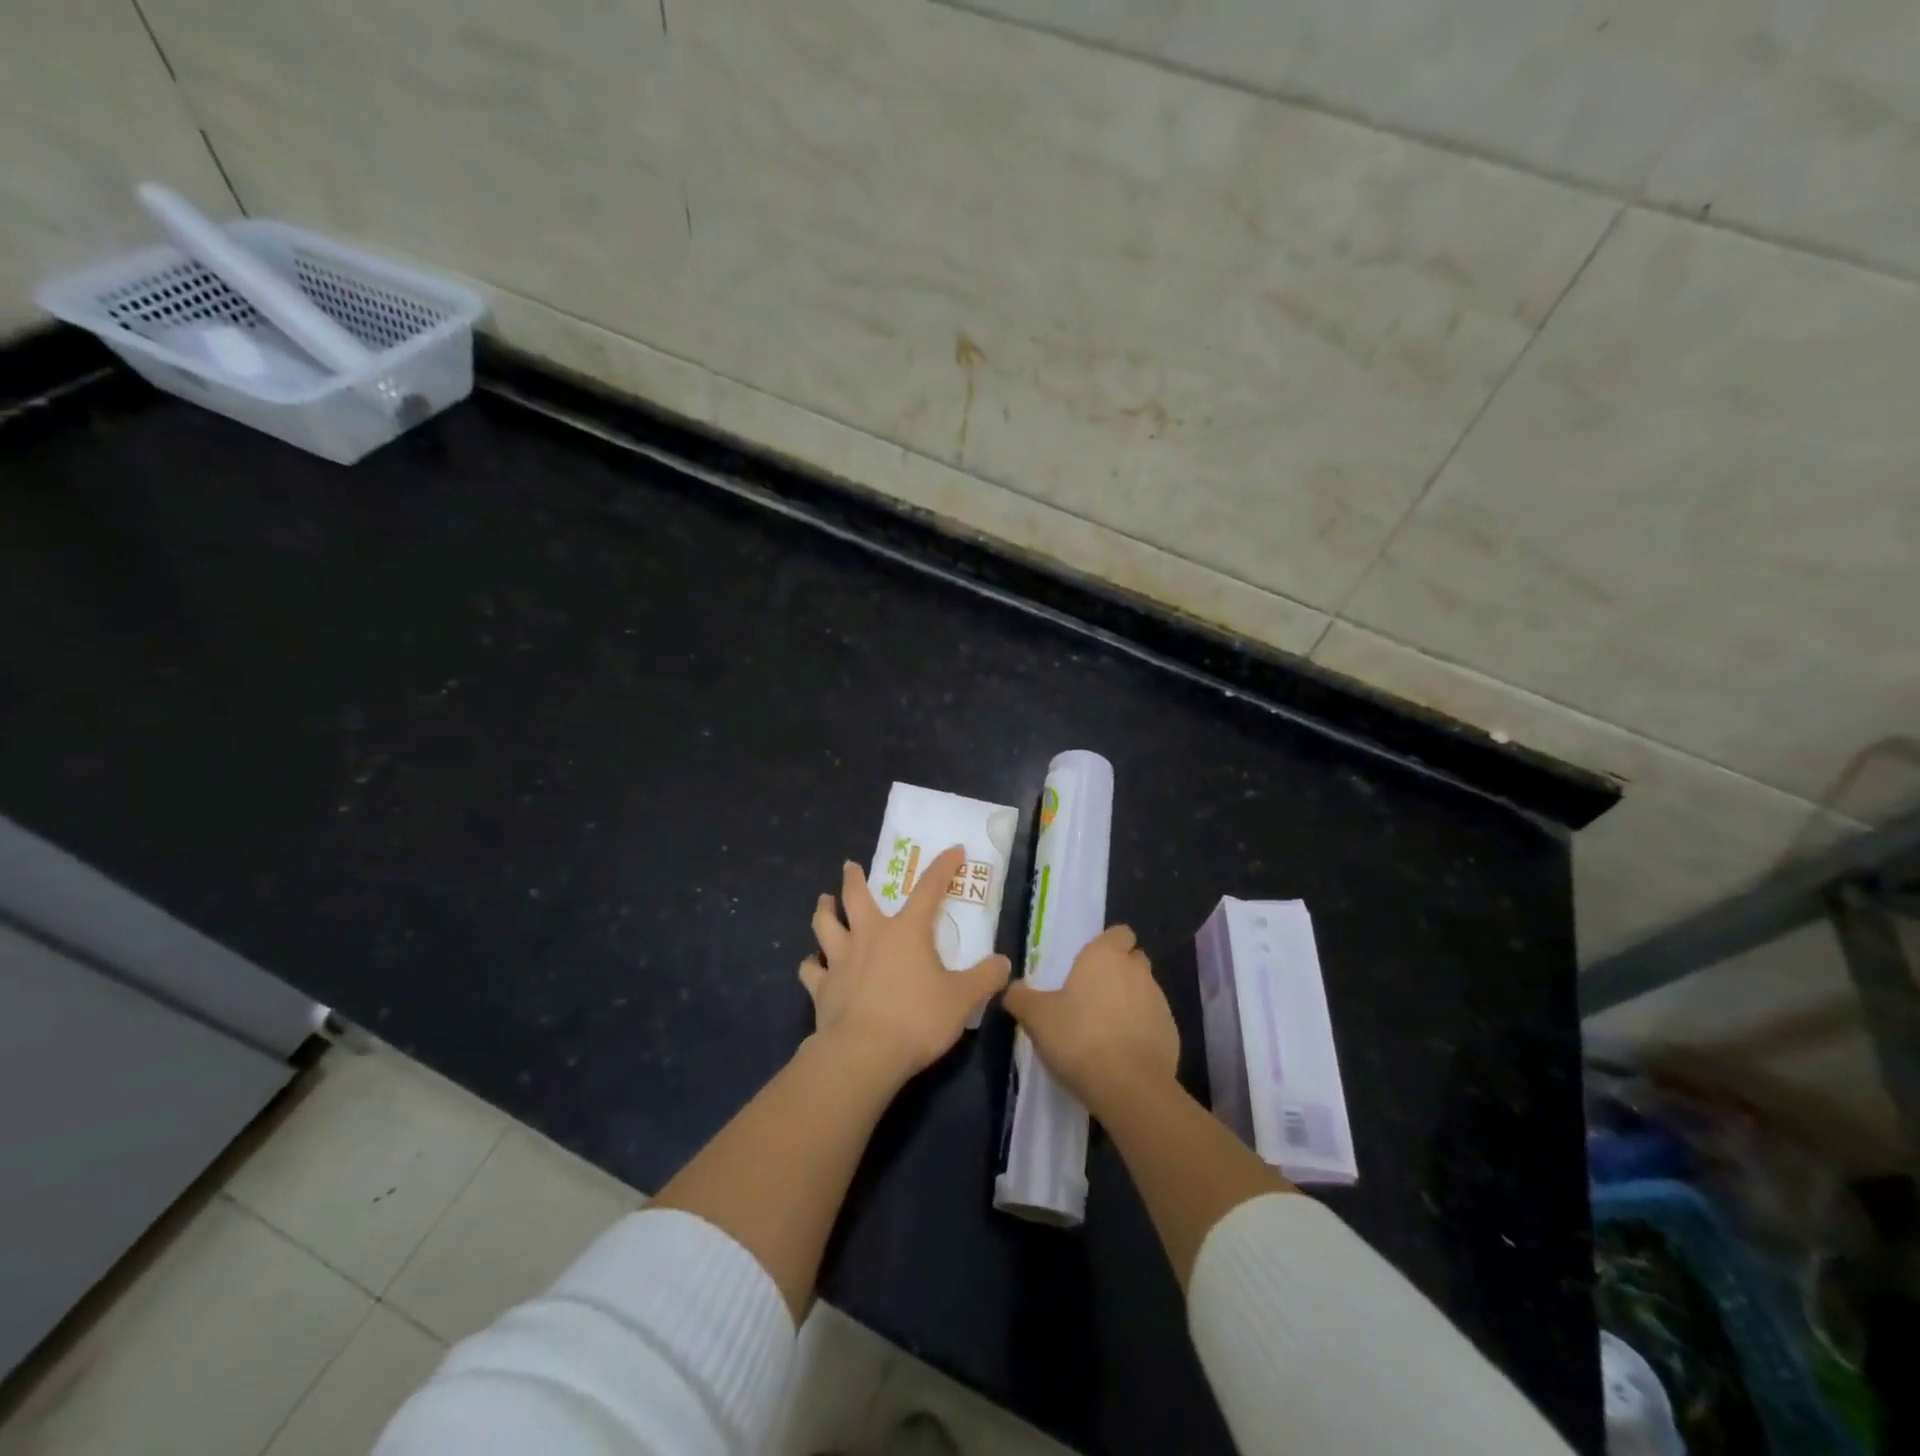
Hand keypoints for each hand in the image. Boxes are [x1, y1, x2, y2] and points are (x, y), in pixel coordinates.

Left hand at [800, 846, 1011, 1083]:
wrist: (864, 1054)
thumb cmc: (917, 1019)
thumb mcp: (963, 999)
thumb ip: (985, 978)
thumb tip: (1004, 963)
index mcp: (907, 932)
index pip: (929, 889)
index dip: (943, 867)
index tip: (954, 850)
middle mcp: (870, 936)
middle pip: (857, 897)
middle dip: (854, 879)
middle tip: (849, 866)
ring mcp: (841, 960)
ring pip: (826, 925)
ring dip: (824, 911)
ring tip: (823, 901)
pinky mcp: (822, 988)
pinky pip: (810, 969)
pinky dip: (810, 964)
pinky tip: (811, 963)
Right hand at [1003, 925, 1178, 1115]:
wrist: (1129, 1086)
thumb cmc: (1079, 1038)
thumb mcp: (1037, 1017)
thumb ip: (1021, 998)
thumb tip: (1013, 989)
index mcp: (1105, 956)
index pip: (1119, 933)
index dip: (1107, 945)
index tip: (1089, 965)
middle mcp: (1137, 971)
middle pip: (1133, 960)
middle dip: (1119, 971)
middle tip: (1092, 996)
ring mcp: (1159, 1002)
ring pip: (1145, 991)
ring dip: (1130, 1002)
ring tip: (1105, 1028)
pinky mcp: (1172, 1033)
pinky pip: (1154, 1022)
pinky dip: (1141, 1030)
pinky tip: (1122, 1052)